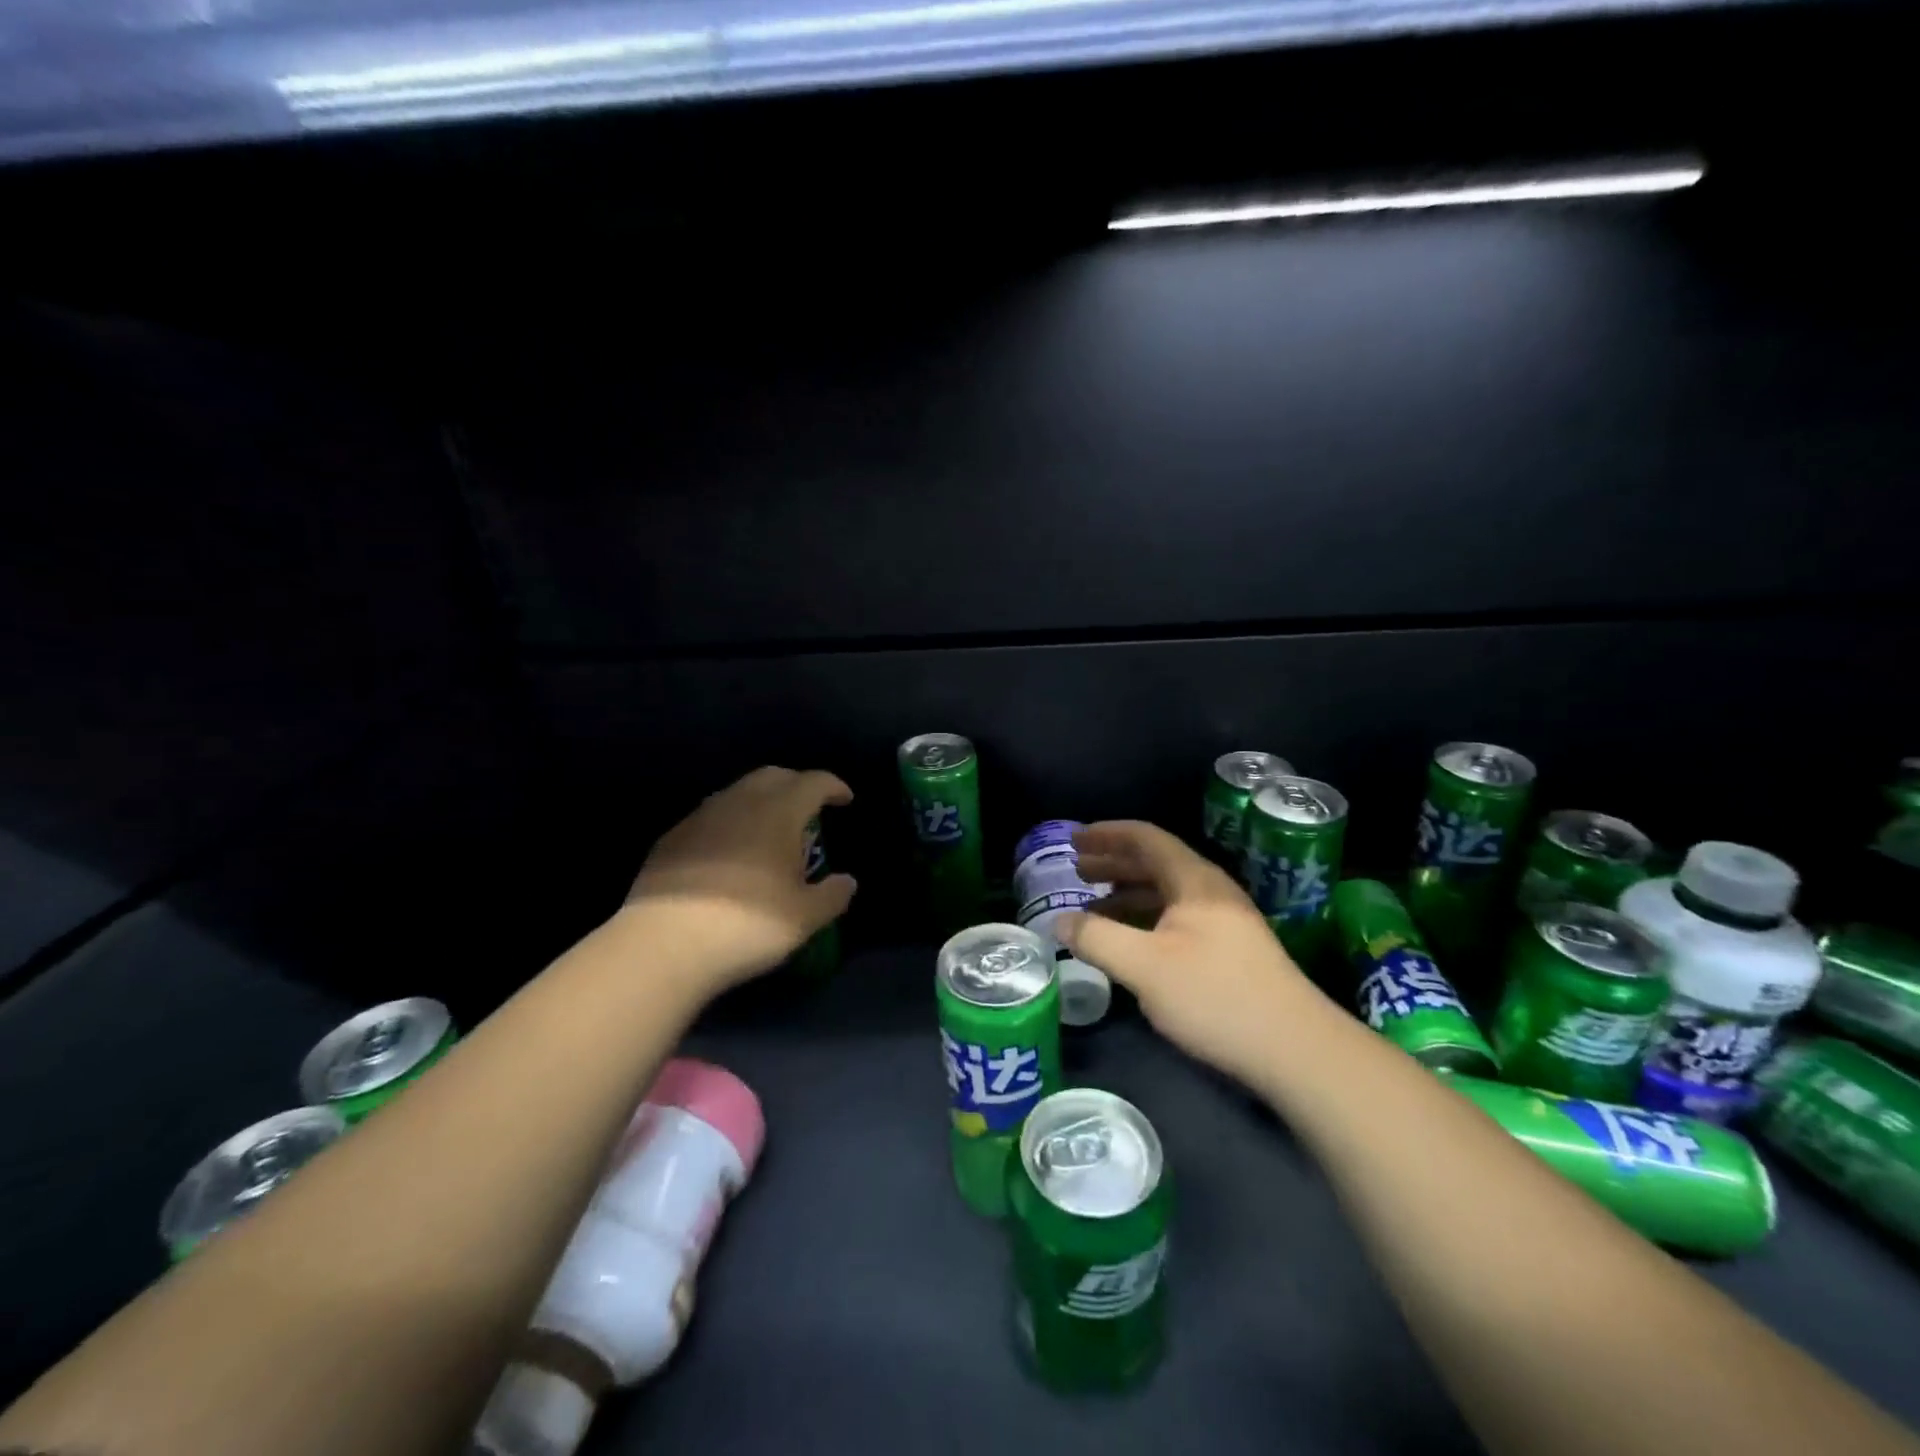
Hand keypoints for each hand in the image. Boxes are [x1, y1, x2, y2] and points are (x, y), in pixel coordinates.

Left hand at [620, 766, 856, 994]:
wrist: (663, 945)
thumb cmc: (747, 925)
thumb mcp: (804, 918)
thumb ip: (833, 895)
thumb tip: (847, 882)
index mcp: (778, 812)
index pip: (812, 782)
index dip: (833, 786)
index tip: (845, 799)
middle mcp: (739, 803)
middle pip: (773, 776)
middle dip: (796, 785)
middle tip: (809, 808)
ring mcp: (700, 818)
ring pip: (737, 793)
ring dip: (760, 802)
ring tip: (769, 830)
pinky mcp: (671, 839)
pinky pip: (710, 818)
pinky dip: (729, 824)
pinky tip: (729, 853)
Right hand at [1055, 821, 1332, 1087]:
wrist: (1295, 1049)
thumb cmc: (1215, 996)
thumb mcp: (1144, 967)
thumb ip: (1096, 939)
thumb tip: (1058, 922)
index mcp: (1194, 881)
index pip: (1145, 838)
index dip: (1107, 834)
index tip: (1074, 839)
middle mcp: (1210, 892)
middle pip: (1155, 862)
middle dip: (1113, 862)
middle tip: (1077, 869)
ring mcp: (1224, 922)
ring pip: (1166, 893)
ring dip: (1128, 892)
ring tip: (1093, 905)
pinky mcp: (1229, 951)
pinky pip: (1176, 919)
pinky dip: (1145, 919)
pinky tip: (1130, 942)